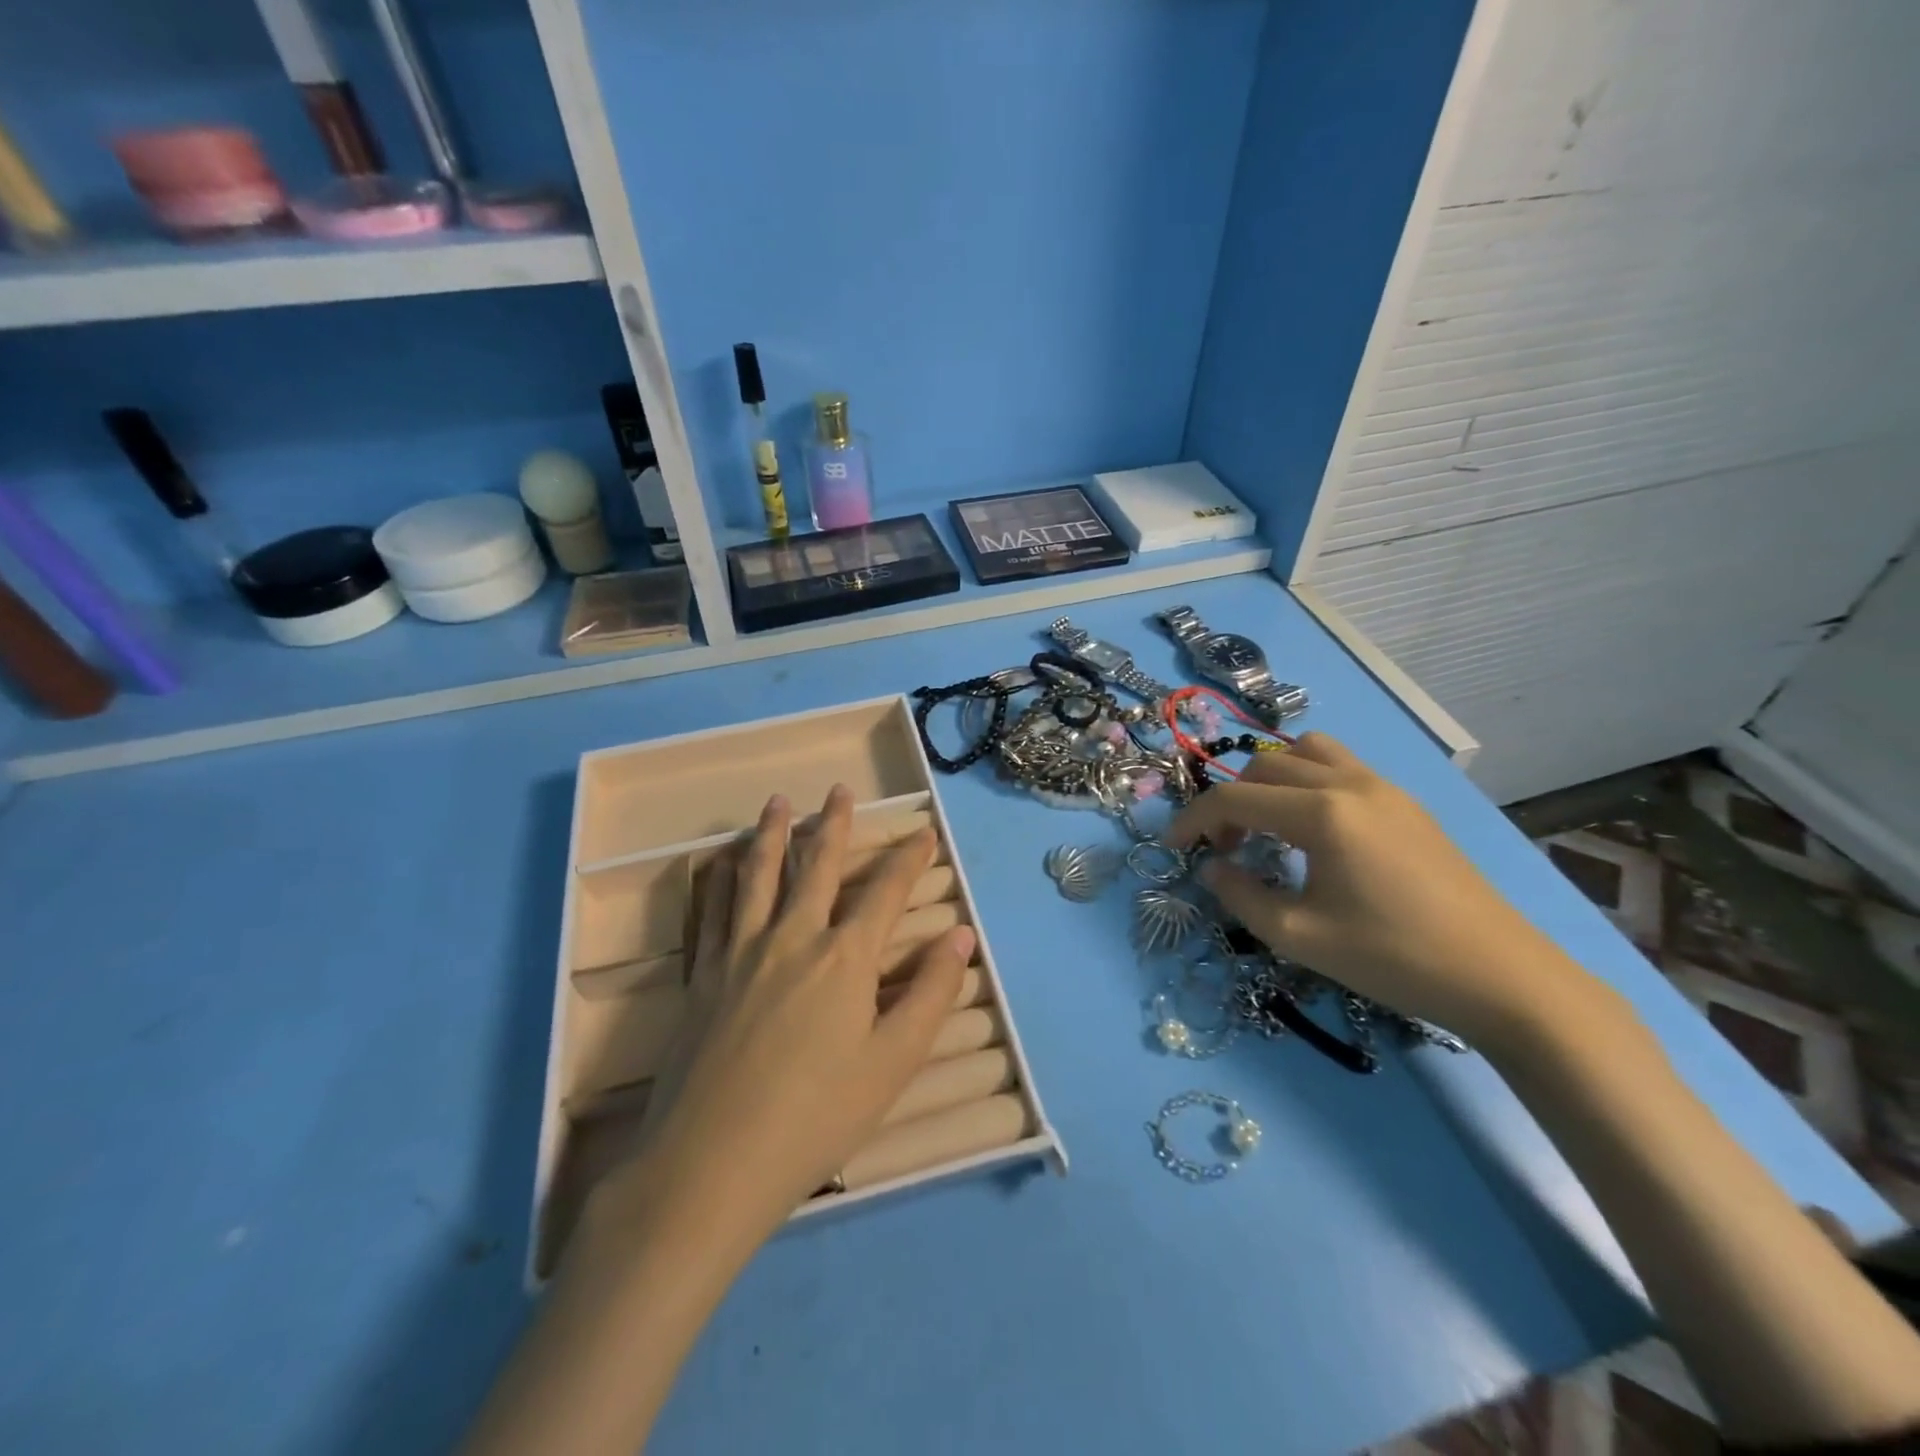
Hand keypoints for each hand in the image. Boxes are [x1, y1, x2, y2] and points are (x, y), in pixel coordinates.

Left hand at [597, 784, 973, 1248]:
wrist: (709, 1164)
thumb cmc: (816, 1118)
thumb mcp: (892, 1062)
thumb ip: (930, 993)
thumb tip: (960, 936)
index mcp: (844, 958)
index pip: (885, 892)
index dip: (909, 859)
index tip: (923, 833)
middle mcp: (793, 937)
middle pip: (817, 866)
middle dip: (834, 824)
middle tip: (840, 789)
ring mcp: (741, 952)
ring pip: (759, 875)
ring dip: (773, 833)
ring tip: (779, 802)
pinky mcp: (703, 974)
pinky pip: (714, 909)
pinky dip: (721, 877)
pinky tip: (721, 861)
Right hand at [1170, 733, 1601, 1047]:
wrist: (1500, 975)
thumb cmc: (1392, 958)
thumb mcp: (1299, 936)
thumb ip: (1241, 896)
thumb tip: (1213, 868)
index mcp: (1322, 814)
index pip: (1234, 799)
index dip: (1193, 820)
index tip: (1172, 847)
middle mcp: (1349, 784)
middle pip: (1263, 768)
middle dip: (1230, 802)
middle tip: (1225, 848)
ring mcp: (1383, 787)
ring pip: (1305, 753)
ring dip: (1270, 780)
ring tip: (1267, 825)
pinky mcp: (1405, 802)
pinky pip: (1340, 766)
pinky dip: (1307, 782)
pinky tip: (1313, 830)